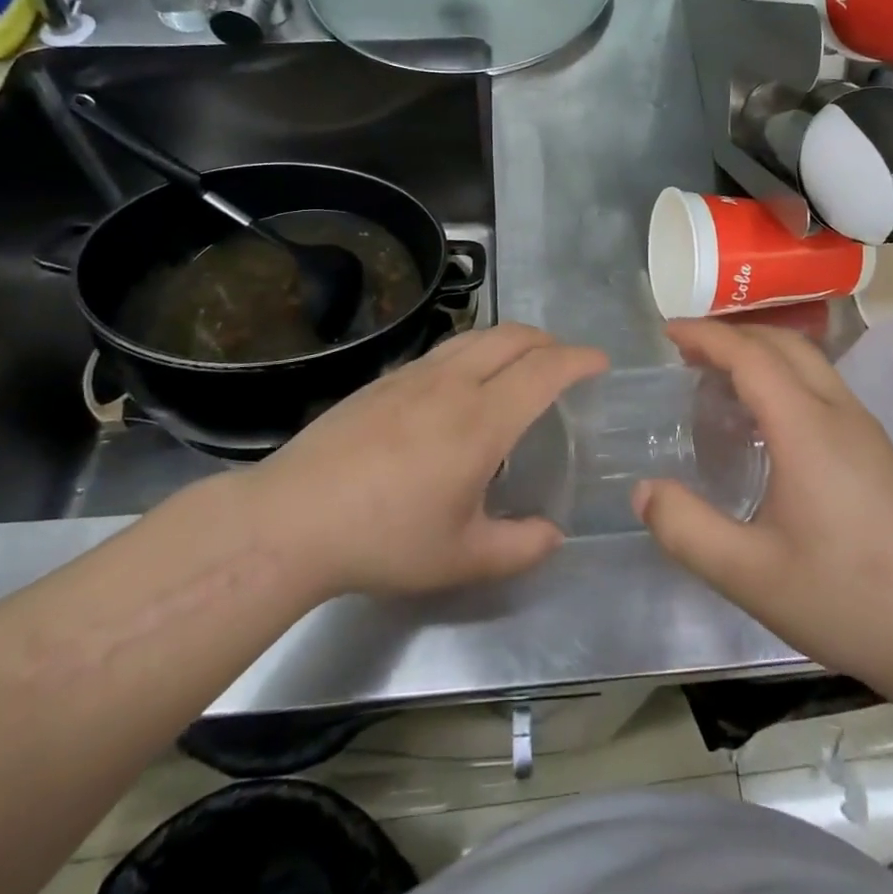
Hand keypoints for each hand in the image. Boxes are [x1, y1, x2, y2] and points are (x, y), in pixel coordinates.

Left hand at [246, 323, 606, 598]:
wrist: (292, 519)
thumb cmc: (385, 539)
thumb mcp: (461, 558)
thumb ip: (519, 547)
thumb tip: (554, 534)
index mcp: (482, 420)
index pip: (545, 369)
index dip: (579, 359)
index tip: (600, 362)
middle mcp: (452, 383)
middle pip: (513, 336)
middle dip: (549, 340)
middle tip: (565, 362)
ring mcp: (413, 375)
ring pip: (476, 335)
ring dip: (511, 340)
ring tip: (520, 366)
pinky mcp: (384, 380)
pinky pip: (445, 349)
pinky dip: (475, 351)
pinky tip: (463, 386)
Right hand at [634, 319, 892, 679]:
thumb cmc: (848, 598)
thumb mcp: (751, 575)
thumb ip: (688, 530)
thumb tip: (643, 490)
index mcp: (807, 428)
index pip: (750, 356)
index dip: (707, 336)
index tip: (667, 331)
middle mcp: (838, 412)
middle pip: (783, 344)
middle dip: (732, 334)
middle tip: (686, 351)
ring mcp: (863, 427)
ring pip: (807, 361)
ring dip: (759, 352)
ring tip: (716, 377)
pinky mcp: (875, 448)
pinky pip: (820, 385)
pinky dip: (781, 375)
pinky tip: (763, 419)